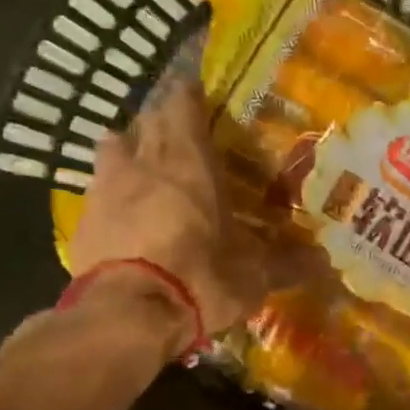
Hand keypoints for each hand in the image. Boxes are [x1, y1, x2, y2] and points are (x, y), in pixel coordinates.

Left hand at [65, 77, 273, 339]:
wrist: (128, 314)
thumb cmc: (200, 279)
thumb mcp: (254, 275)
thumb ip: (289, 263)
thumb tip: (326, 263)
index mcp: (190, 162)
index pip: (183, 104)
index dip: (190, 95)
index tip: (200, 95)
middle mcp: (145, 162)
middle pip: (147, 119)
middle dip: (163, 120)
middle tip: (183, 136)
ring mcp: (107, 187)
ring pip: (113, 145)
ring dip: (129, 147)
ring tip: (147, 166)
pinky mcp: (83, 218)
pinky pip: (96, 188)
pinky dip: (110, 190)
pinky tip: (122, 211)